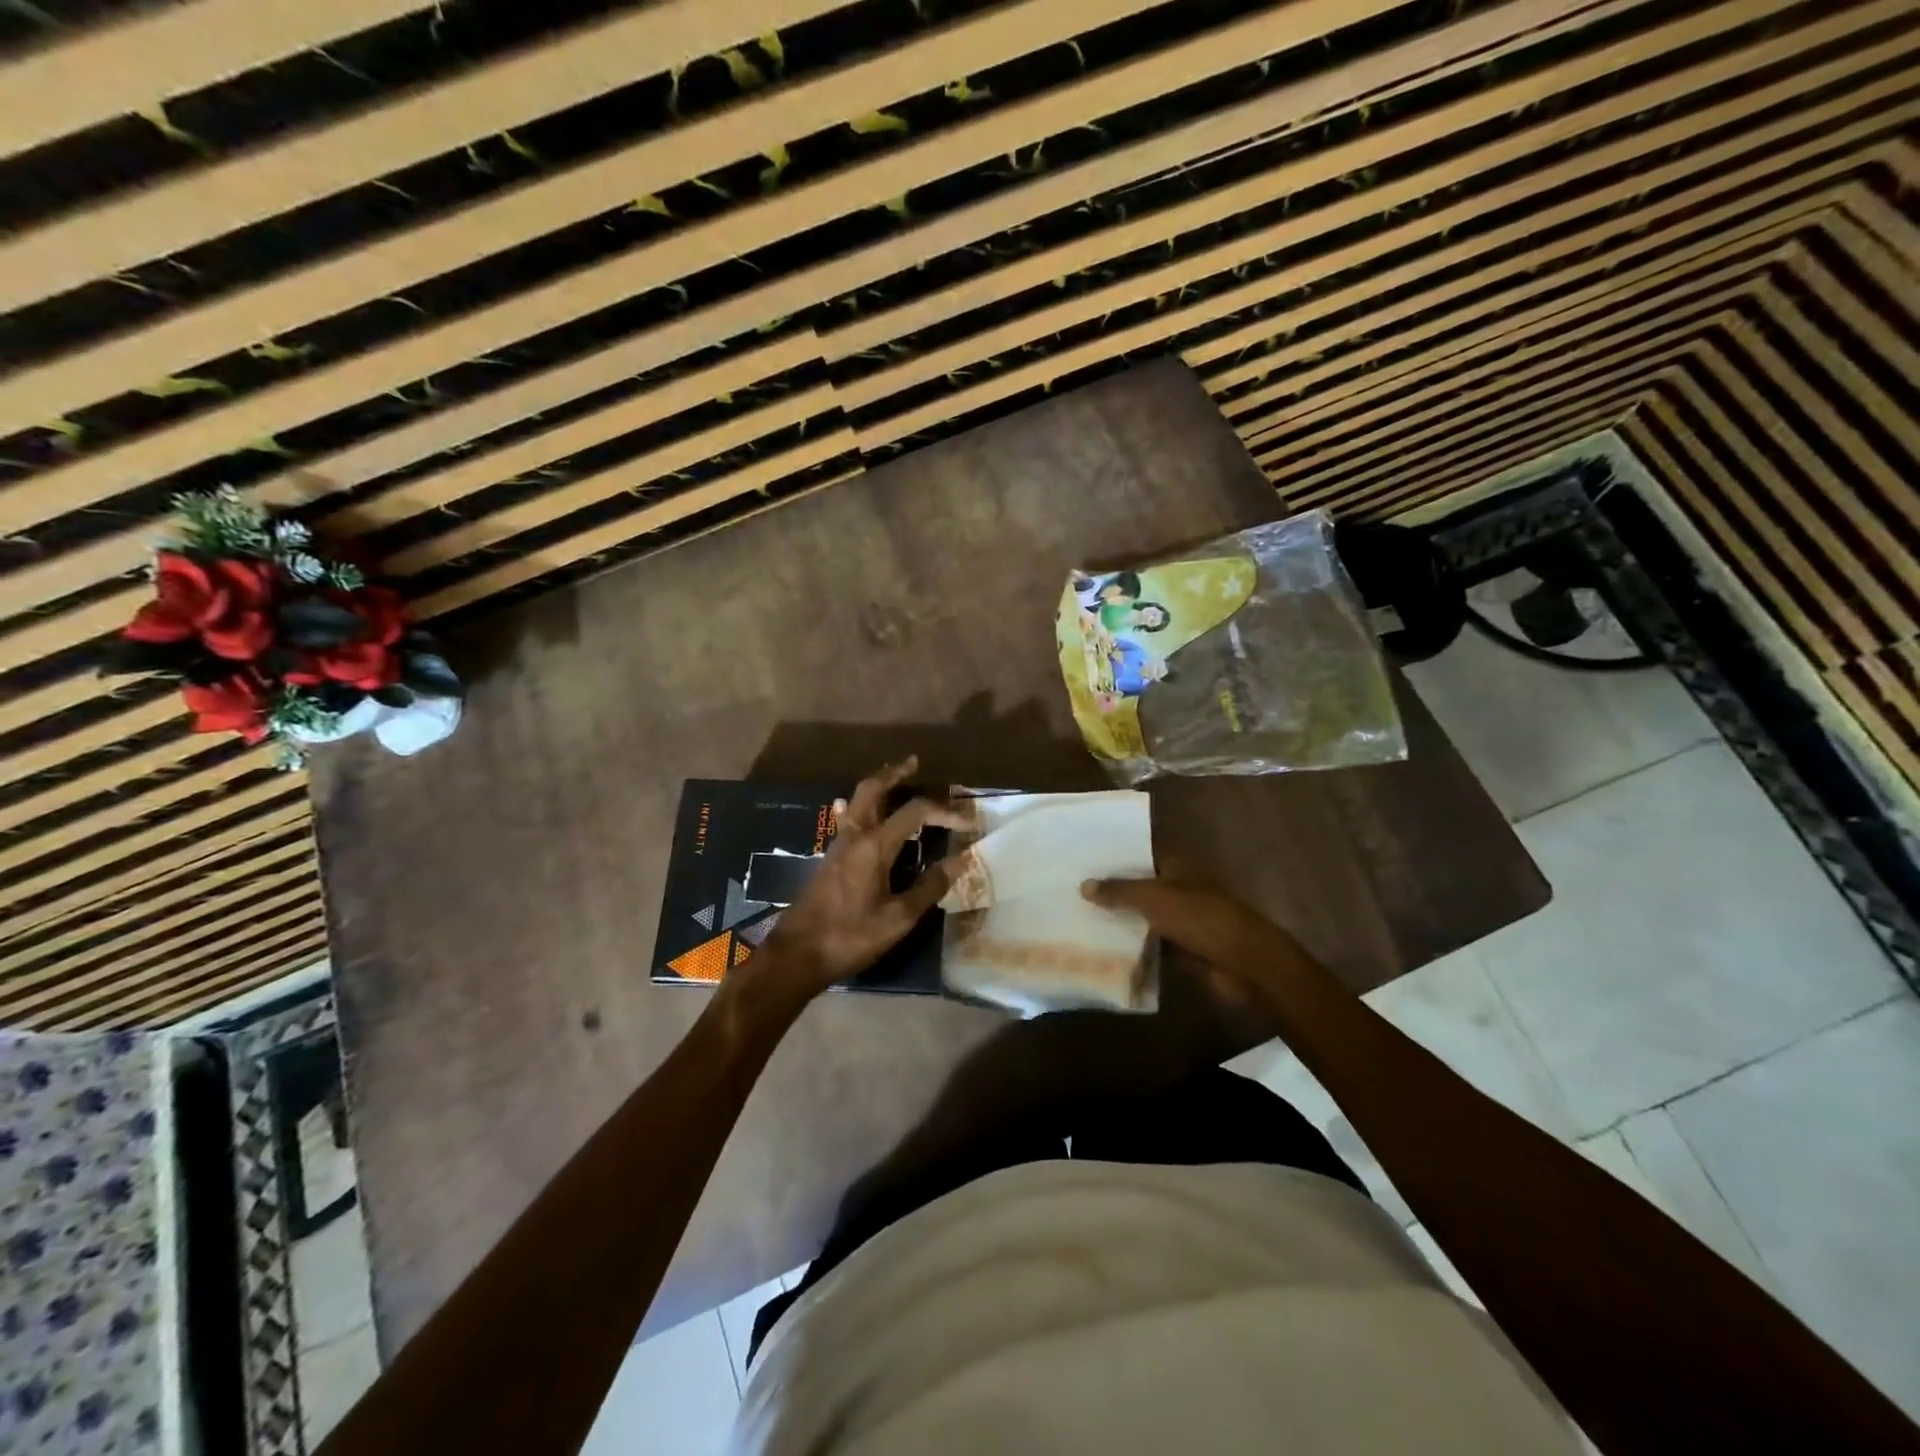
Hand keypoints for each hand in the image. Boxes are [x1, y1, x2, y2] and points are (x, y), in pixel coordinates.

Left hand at [758, 757, 968, 993]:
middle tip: (914, 763)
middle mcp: (854, 836)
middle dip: (895, 773)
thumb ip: (929, 887)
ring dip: (877, 786)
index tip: (968, 822)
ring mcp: (838, 846)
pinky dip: (857, 808)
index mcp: (874, 845)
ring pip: (856, 801)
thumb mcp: (898, 918)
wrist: (796, 955)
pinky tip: (854, 813)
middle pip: (873, 789)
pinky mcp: (829, 859)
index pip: (915, 812)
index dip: (945, 812)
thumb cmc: (850, 936)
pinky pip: (845, 821)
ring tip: (893, 779)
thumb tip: (960, 861)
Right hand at [1081, 876, 1304, 982]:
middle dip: (1112, 889)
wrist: (1243, 963)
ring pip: (1144, 917)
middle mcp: (1179, 890)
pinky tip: (1102, 948)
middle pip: (1141, 886)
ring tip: (1078, 917)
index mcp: (1177, 868)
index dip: (1116, 854)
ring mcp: (1182, 920)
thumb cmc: (1199, 918)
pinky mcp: (1183, 950)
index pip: (1143, 853)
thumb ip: (1119, 891)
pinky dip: (1133, 947)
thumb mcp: (1153, 898)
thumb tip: (1084, 885)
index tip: (1084, 856)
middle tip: (1072, 888)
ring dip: (1120, 920)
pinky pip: (1151, 945)